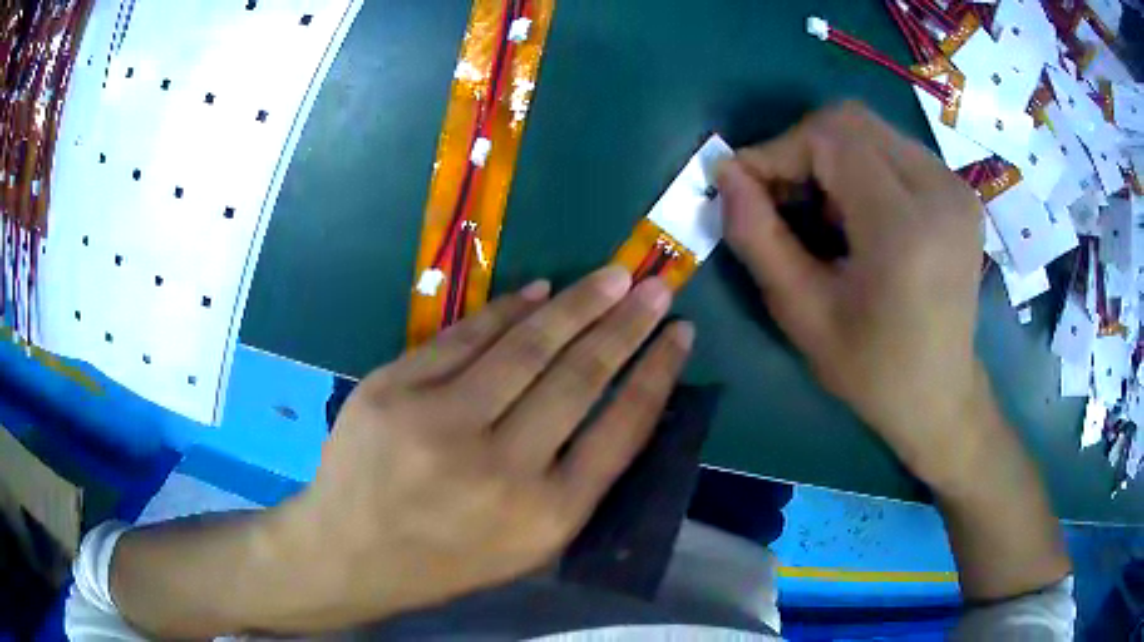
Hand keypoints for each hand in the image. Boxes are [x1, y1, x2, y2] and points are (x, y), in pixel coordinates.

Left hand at [279, 268, 692, 628]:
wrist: (351, 552)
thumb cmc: (448, 558)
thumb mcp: (529, 545)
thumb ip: (576, 480)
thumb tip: (617, 400)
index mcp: (546, 515)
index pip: (621, 427)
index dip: (657, 372)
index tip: (680, 333)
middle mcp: (501, 468)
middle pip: (580, 376)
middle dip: (626, 324)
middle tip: (655, 286)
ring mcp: (439, 423)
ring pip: (525, 346)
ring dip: (577, 305)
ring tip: (612, 276)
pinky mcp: (394, 390)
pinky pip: (462, 337)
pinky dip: (505, 309)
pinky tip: (539, 290)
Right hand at [717, 103, 988, 487]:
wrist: (942, 395)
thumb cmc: (872, 370)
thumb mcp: (803, 315)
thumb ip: (757, 237)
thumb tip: (725, 174)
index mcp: (904, 227)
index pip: (829, 137)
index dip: (777, 151)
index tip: (748, 187)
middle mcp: (940, 191)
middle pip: (851, 121)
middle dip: (803, 148)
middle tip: (785, 199)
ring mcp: (956, 188)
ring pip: (872, 130)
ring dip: (832, 158)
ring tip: (826, 215)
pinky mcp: (960, 192)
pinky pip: (896, 149)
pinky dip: (863, 166)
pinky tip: (861, 215)